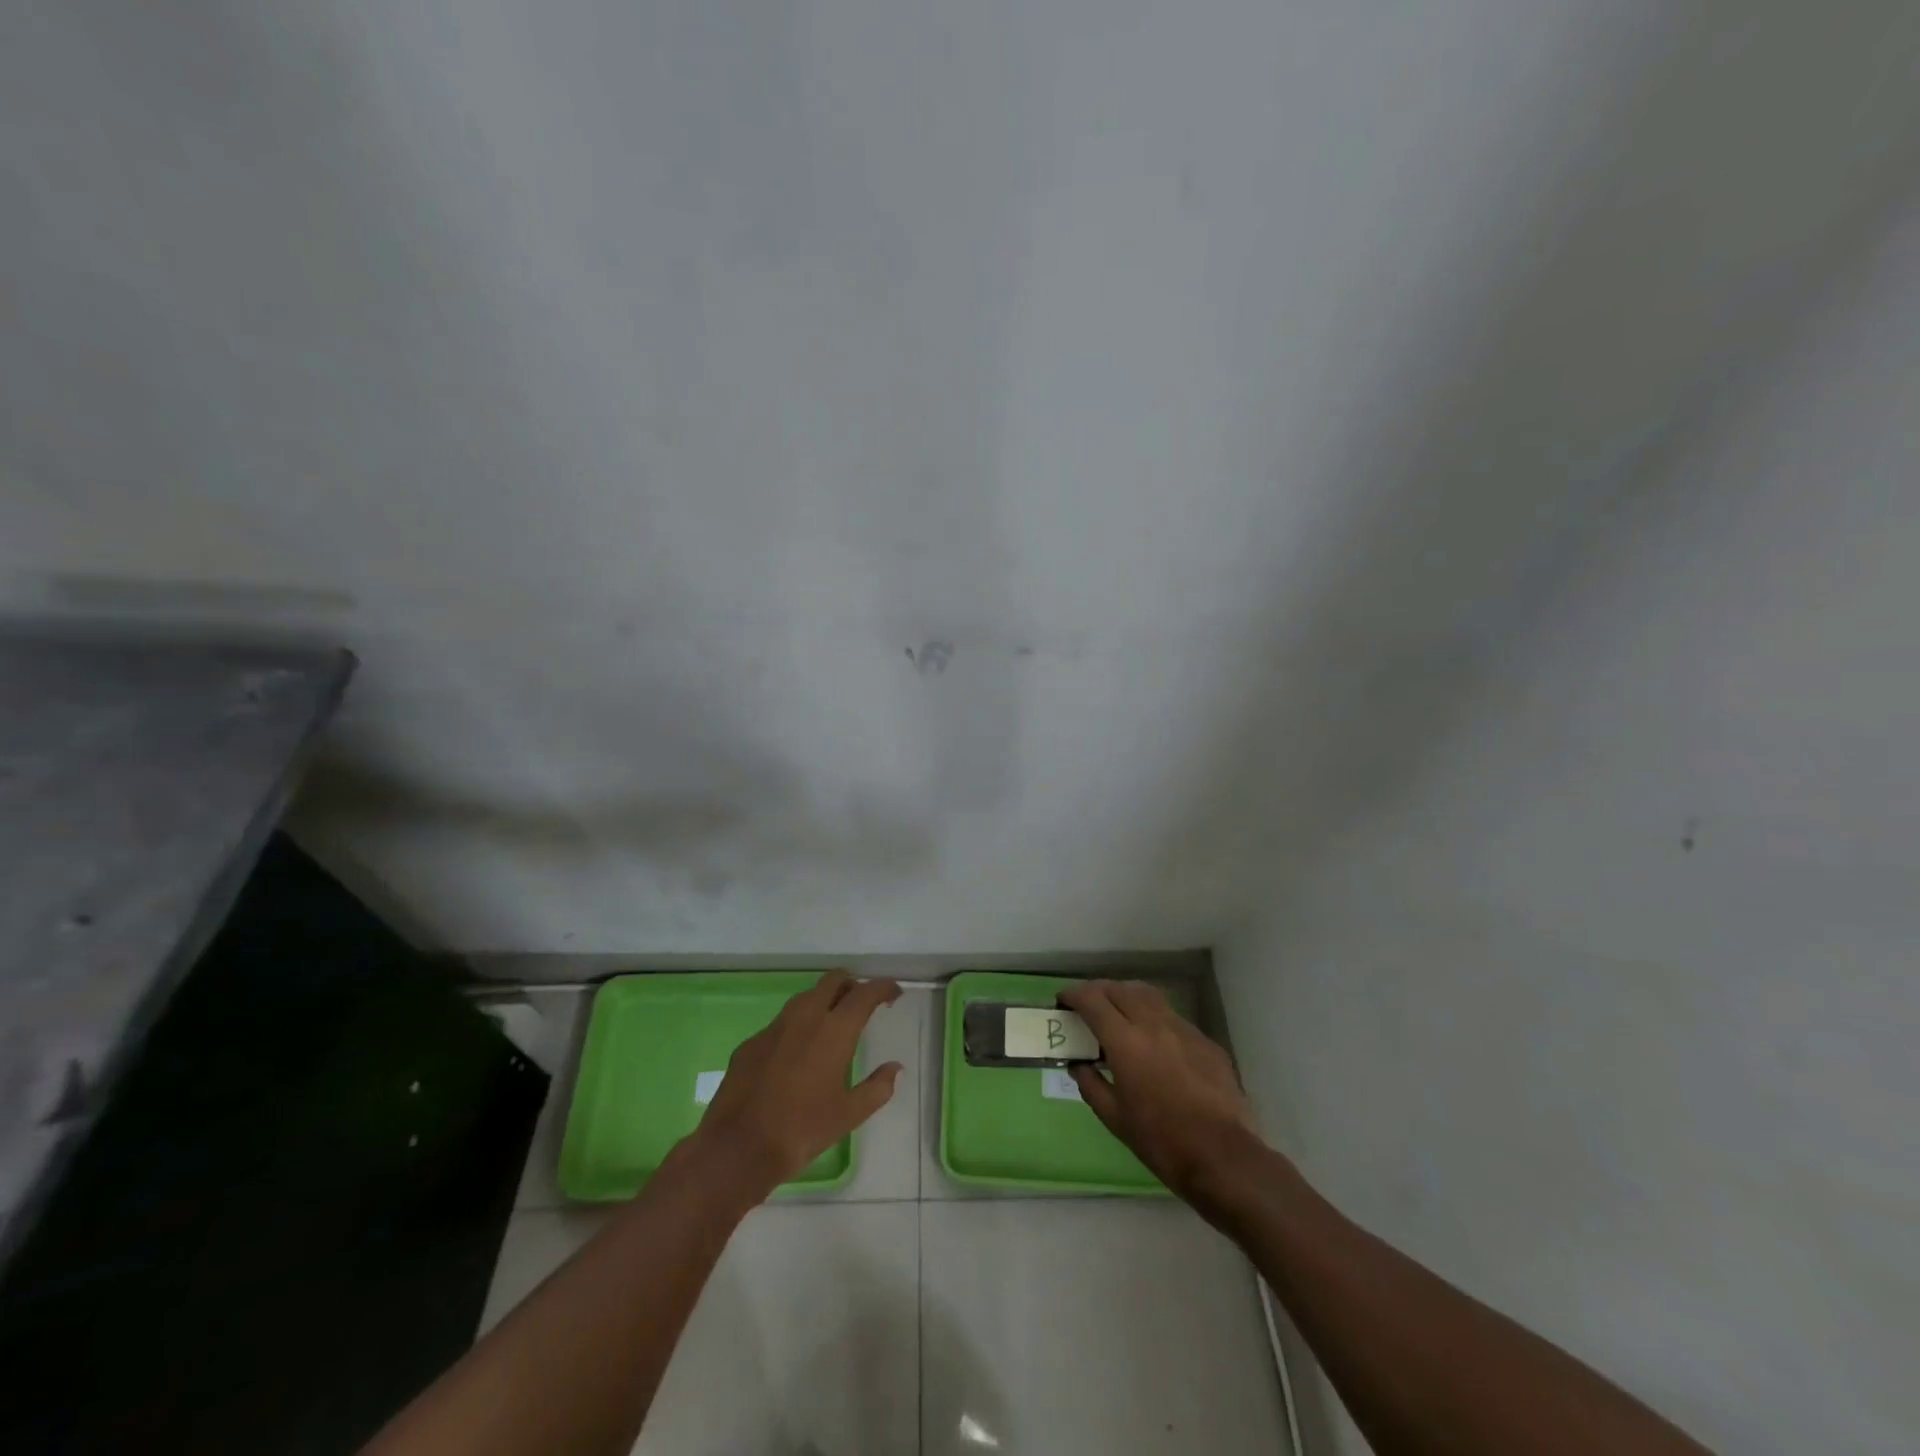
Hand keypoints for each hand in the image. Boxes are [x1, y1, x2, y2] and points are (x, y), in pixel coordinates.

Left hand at [689, 971, 903, 1195]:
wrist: (737, 1148)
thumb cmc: (802, 1130)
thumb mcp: (849, 1115)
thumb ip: (877, 1088)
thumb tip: (895, 1068)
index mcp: (835, 1030)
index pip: (865, 993)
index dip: (882, 988)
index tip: (894, 993)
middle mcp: (805, 1016)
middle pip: (833, 981)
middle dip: (852, 984)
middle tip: (862, 1002)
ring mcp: (775, 1027)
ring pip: (806, 997)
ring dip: (824, 1000)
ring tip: (832, 1022)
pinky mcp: (751, 1042)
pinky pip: (782, 1022)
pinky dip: (798, 1025)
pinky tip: (797, 1052)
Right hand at [1059, 980, 1259, 1199]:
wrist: (1222, 1156)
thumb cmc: (1160, 1141)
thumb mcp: (1114, 1119)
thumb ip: (1091, 1084)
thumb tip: (1078, 1065)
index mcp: (1126, 1042)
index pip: (1093, 1000)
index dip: (1074, 995)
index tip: (1063, 1001)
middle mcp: (1153, 1024)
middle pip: (1120, 989)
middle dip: (1098, 991)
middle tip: (1088, 1006)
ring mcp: (1183, 1029)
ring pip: (1148, 995)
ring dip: (1127, 996)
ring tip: (1118, 1012)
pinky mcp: (1205, 1041)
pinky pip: (1172, 1016)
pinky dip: (1154, 1017)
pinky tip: (1154, 1041)